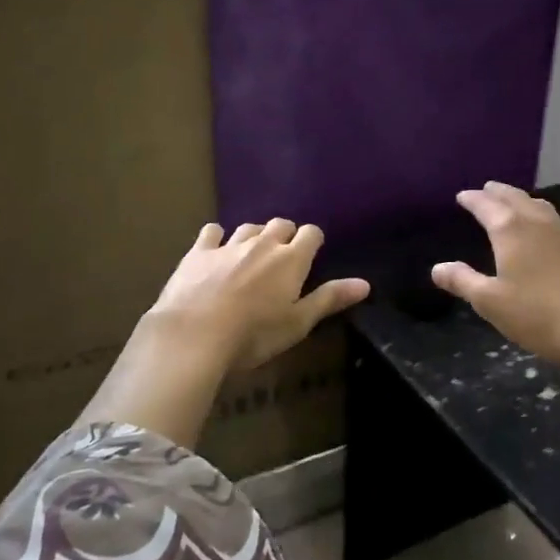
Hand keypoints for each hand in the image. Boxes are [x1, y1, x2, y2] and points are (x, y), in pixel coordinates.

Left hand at [148, 219, 369, 372]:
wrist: (194, 335)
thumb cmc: (254, 335)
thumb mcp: (298, 323)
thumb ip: (329, 299)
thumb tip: (365, 284)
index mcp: (291, 259)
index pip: (311, 233)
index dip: (313, 241)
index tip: (311, 255)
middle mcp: (263, 243)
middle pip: (281, 224)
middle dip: (285, 235)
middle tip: (282, 257)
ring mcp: (228, 245)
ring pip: (248, 227)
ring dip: (254, 236)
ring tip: (252, 254)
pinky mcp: (198, 252)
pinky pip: (212, 232)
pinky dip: (217, 237)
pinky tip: (215, 248)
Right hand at [430, 183, 559, 374]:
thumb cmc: (539, 316)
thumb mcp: (491, 303)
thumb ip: (463, 281)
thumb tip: (437, 267)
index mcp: (512, 231)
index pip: (487, 206)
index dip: (473, 199)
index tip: (462, 196)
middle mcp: (539, 224)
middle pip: (516, 199)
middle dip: (498, 192)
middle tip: (487, 189)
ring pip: (541, 207)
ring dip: (524, 201)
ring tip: (515, 203)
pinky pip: (558, 225)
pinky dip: (544, 220)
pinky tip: (547, 235)